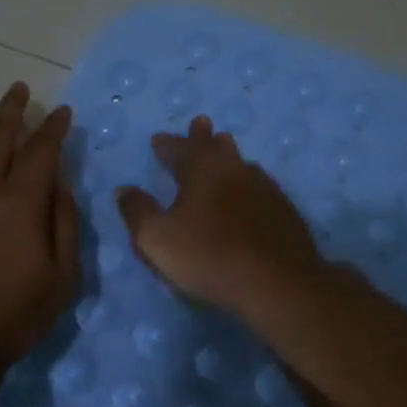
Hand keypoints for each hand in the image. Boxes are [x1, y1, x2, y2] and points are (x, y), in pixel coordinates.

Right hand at [115, 116, 324, 316]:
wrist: (277, 283)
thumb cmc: (209, 257)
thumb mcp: (157, 239)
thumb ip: (137, 212)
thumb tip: (124, 189)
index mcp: (200, 170)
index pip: (178, 149)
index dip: (165, 145)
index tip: (157, 140)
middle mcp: (233, 169)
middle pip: (215, 146)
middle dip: (202, 136)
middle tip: (200, 123)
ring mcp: (263, 187)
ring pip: (240, 161)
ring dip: (227, 153)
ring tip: (224, 146)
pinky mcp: (282, 209)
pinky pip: (259, 183)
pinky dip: (247, 179)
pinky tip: (250, 188)